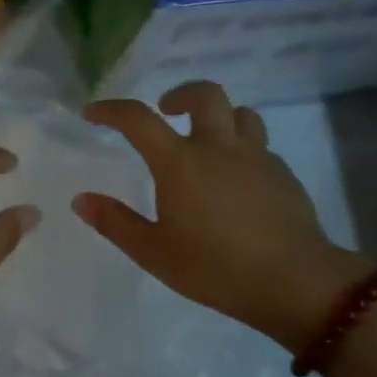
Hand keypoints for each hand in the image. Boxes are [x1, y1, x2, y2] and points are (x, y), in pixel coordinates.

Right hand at [73, 81, 376, 347]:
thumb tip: (81, 200)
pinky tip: (236, 180)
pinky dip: (242, 149)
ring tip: (205, 140)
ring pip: (241, 114)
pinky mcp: (283, 175)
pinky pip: (259, 145)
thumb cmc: (214, 267)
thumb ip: (115, 222)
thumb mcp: (153, 252)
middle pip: (205, 94)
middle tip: (166, 111)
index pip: (139, 119)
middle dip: (181, 94)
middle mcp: (218, 147)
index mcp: (180, 162)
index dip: (111, 110)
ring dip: (219, 117)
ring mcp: (256, 158)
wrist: (294, 282)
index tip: (93, 113)